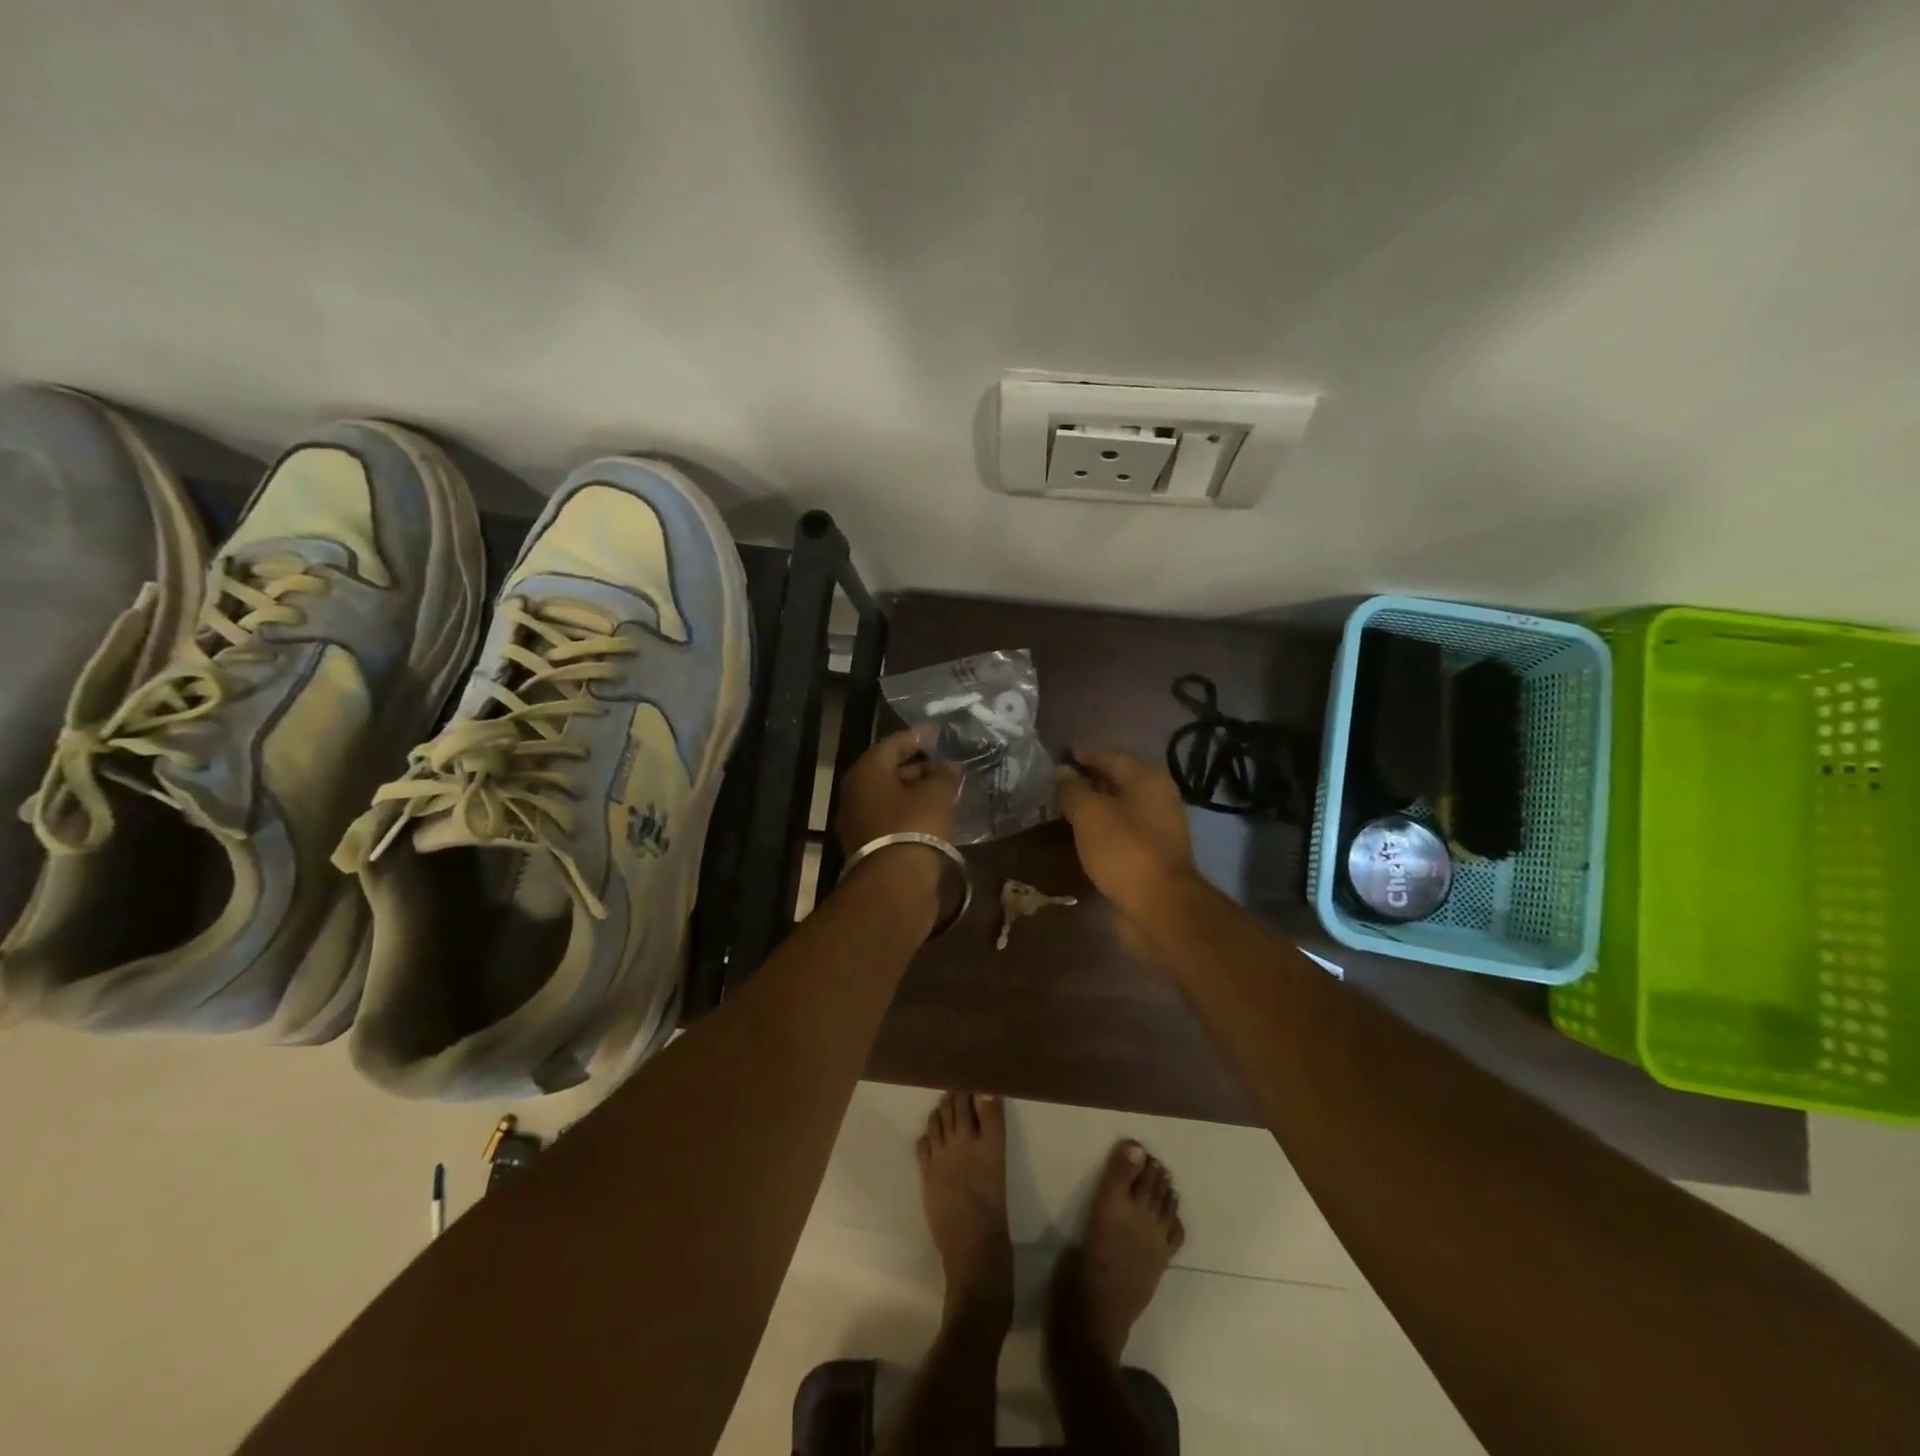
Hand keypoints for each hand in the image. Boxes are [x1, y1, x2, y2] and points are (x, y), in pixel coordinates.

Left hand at [835, 729, 960, 852]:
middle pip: (889, 772)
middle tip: (947, 766)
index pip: (892, 744)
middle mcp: (856, 794)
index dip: (917, 737)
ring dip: (917, 793)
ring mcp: (859, 823)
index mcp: (866, 772)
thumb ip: (944, 775)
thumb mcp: (937, 794)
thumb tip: (950, 766)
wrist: (895, 885)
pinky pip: (893, 821)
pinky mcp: (870, 848)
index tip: (939, 734)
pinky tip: (937, 817)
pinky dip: (913, 815)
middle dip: (919, 767)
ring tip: (947, 791)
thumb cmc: (914, 827)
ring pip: (892, 799)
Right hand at [1054, 748, 1197, 916]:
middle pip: (1117, 782)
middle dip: (1088, 782)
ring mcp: (1157, 829)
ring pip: (1118, 810)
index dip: (1084, 755)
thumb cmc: (1124, 850)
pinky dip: (1101, 831)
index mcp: (1147, 780)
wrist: (1158, 906)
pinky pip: (1120, 834)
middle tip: (1055, 785)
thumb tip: (1062, 771)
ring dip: (1093, 809)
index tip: (1059, 757)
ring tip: (1062, 810)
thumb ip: (1072, 789)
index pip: (1111, 757)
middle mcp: (1158, 799)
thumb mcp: (1089, 813)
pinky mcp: (1151, 856)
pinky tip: (1080, 837)